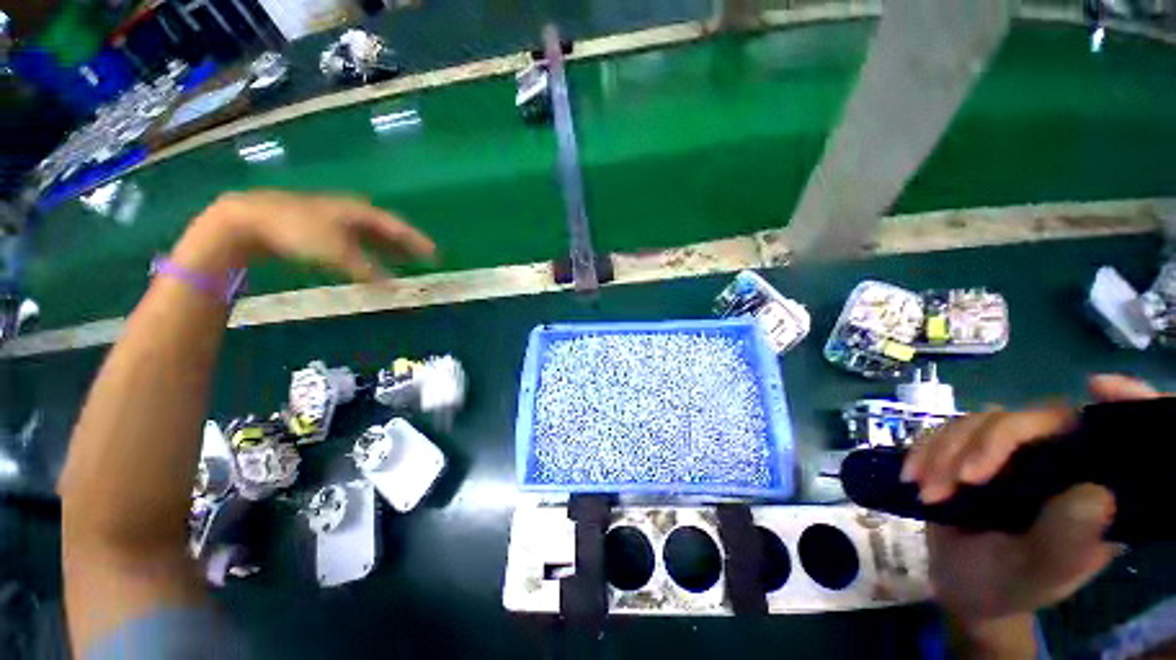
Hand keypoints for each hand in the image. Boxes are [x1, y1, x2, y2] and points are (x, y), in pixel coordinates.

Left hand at [175, 191, 435, 280]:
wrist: (251, 218)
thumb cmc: (299, 230)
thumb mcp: (336, 252)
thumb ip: (367, 270)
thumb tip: (393, 287)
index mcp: (362, 212)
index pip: (399, 228)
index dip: (418, 242)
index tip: (435, 254)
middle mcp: (354, 213)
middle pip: (389, 231)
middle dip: (407, 245)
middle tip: (425, 259)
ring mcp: (337, 219)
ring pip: (373, 236)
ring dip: (390, 250)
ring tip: (405, 262)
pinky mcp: (322, 228)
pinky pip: (357, 241)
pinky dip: (369, 253)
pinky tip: (371, 263)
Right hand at [902, 375, 1159, 622]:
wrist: (959, 584)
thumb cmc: (1007, 586)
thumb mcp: (1038, 574)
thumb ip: (1067, 540)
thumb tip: (1098, 494)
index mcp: (1090, 486)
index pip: (1109, 433)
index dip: (1122, 400)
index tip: (1099, 385)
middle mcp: (1057, 460)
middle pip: (1028, 420)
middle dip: (984, 445)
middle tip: (958, 481)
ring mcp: (1011, 454)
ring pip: (978, 422)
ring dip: (944, 452)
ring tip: (926, 490)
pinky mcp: (971, 452)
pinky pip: (944, 431)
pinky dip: (924, 449)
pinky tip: (912, 475)